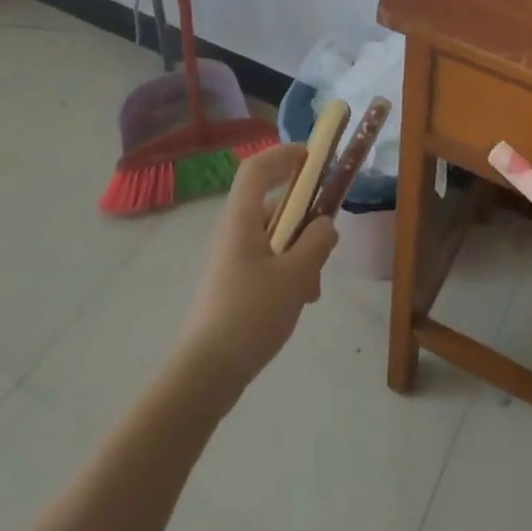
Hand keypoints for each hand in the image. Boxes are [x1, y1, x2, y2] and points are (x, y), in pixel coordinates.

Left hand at [176, 144, 337, 397]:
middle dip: (304, 219)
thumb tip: (325, 224)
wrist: (206, 375)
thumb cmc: (251, 315)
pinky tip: (300, 301)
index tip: (313, 159)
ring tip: (313, 287)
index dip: (284, 155)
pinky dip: (287, 271)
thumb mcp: (296, 276)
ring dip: (299, 251)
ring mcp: (230, 259)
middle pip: (272, 205)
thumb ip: (317, 243)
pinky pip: (266, 260)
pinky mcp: (232, 284)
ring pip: (273, 237)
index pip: (257, 168)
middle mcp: (232, 232)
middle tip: (325, 243)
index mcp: (241, 220)